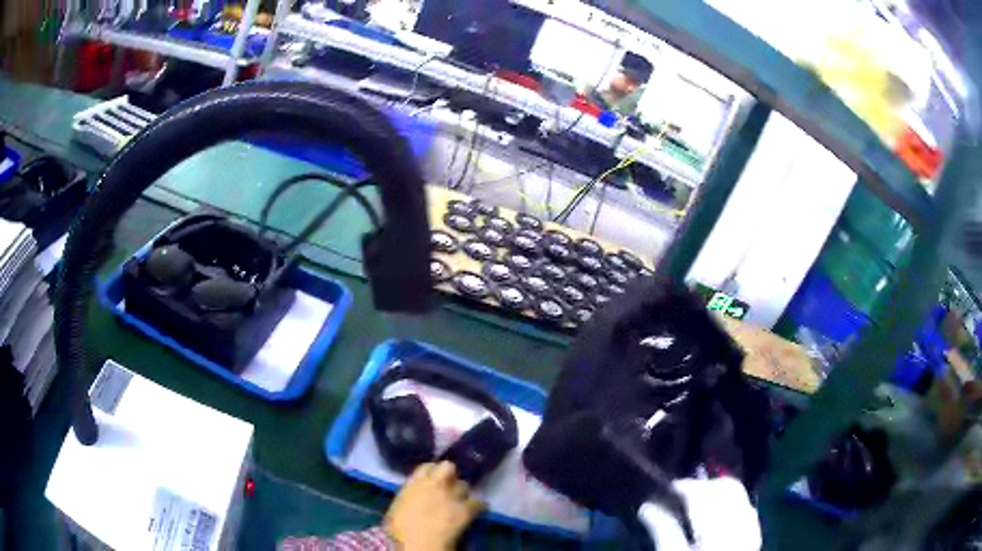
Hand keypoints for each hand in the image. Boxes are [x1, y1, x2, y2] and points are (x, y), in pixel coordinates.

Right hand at [384, 462, 484, 550]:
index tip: (431, 479)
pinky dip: (478, 506)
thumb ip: (409, 495)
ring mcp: (454, 495)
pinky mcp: (467, 508)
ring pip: (464, 485)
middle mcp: (436, 483)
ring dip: (462, 492)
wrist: (420, 541)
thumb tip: (413, 496)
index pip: (427, 466)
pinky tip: (476, 510)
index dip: (431, 472)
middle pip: (448, 467)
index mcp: (416, 482)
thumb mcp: (398, 507)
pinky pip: (479, 503)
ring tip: (460, 501)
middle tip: (447, 486)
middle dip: (449, 475)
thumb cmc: (401, 528)